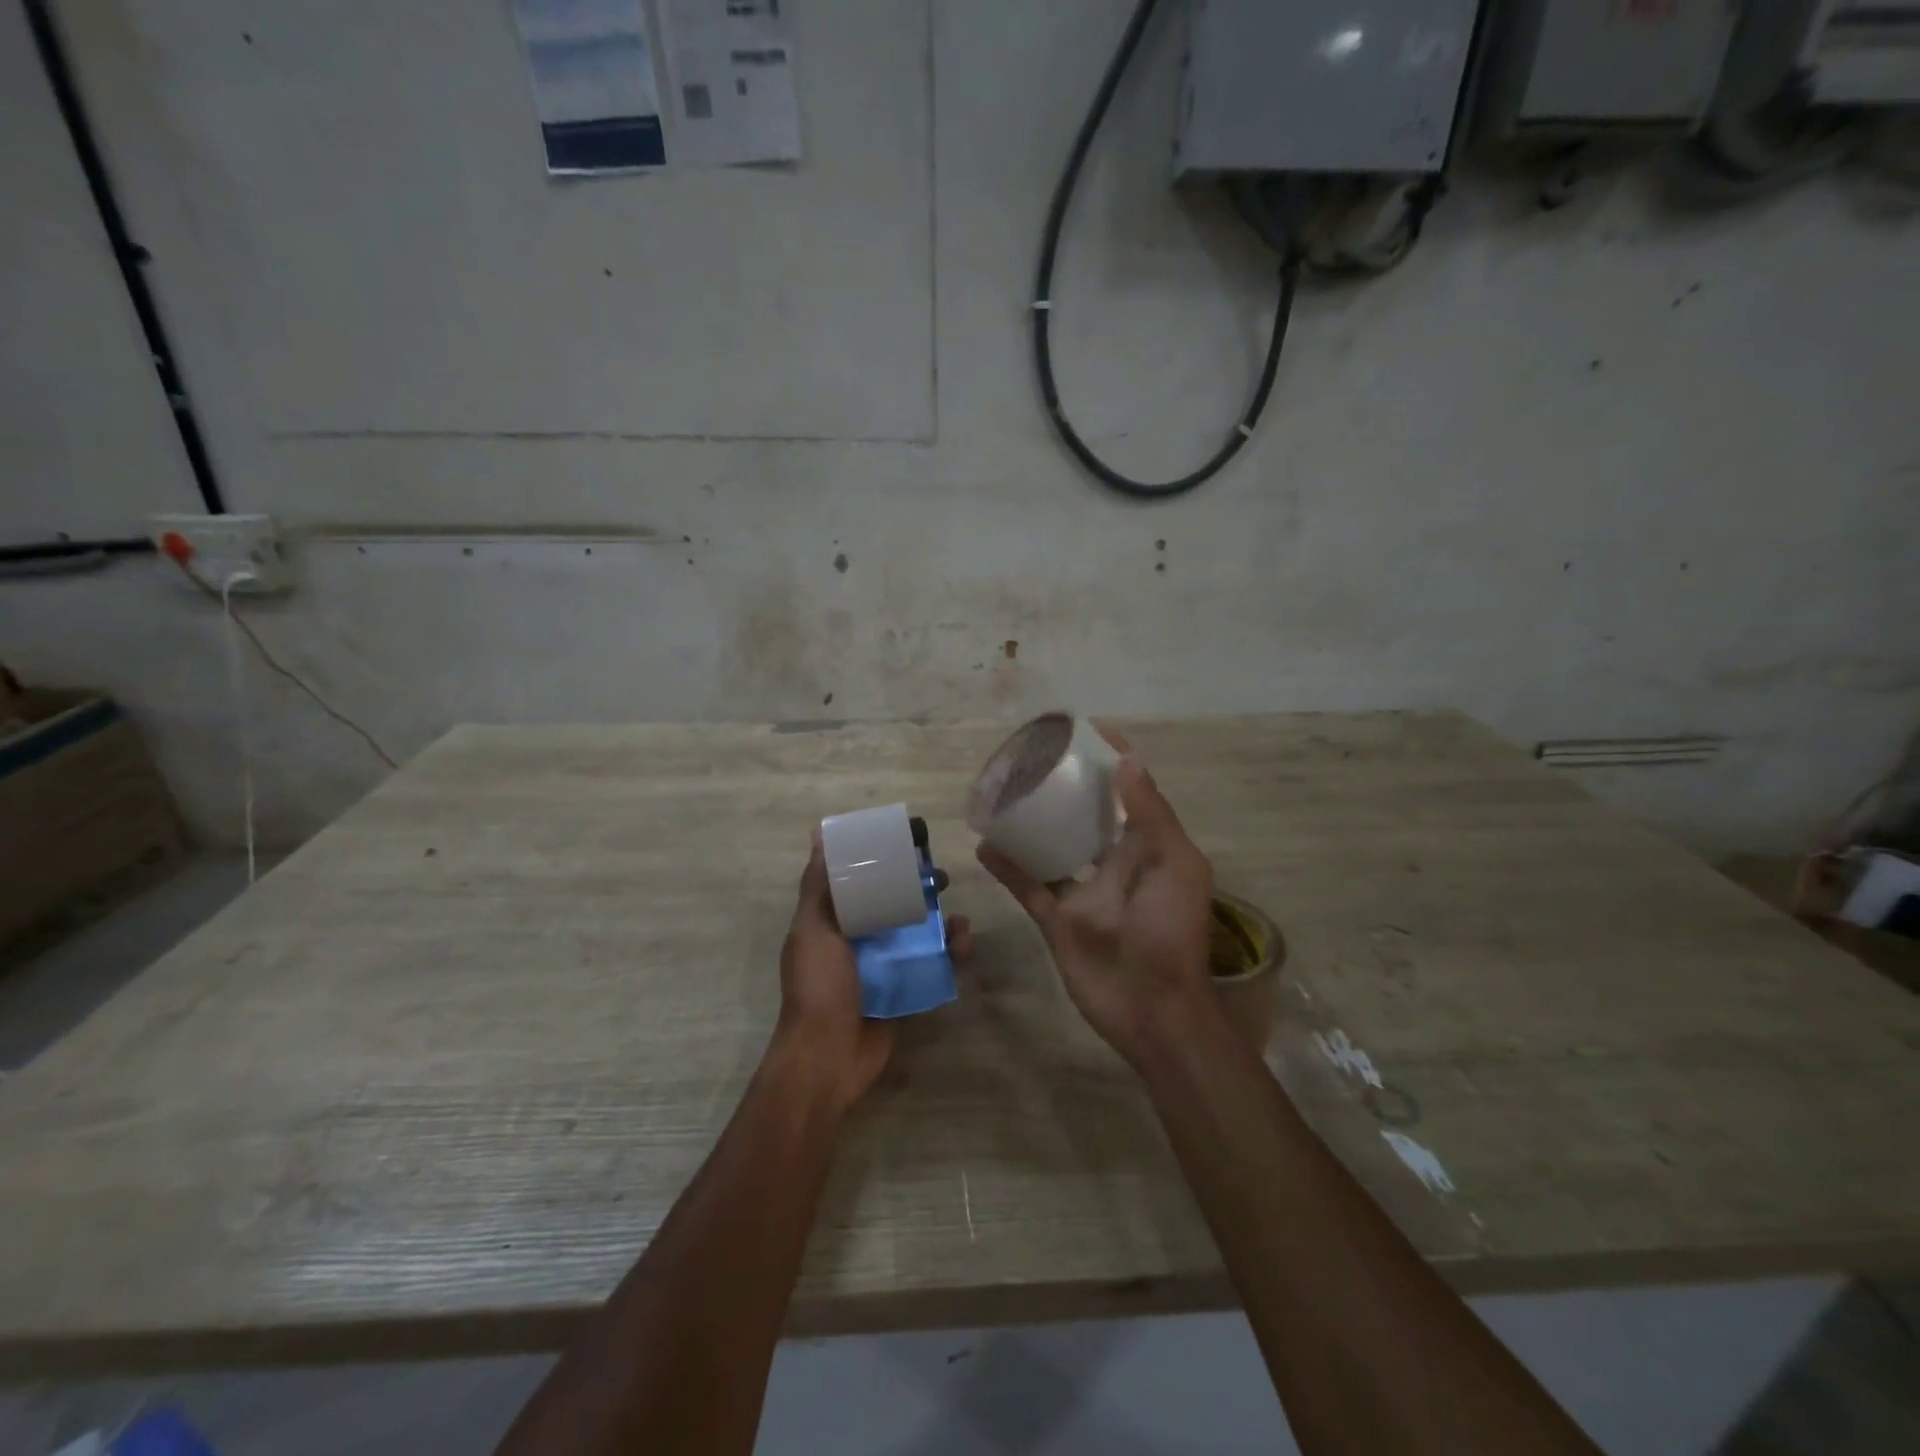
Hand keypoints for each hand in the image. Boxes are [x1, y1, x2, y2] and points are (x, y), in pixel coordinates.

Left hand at [775, 837, 971, 1110]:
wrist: (828, 1058)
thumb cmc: (818, 987)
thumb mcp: (812, 930)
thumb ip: (818, 888)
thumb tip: (818, 836)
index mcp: (834, 923)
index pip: (860, 883)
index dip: (883, 862)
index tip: (908, 845)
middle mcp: (860, 940)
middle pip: (895, 905)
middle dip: (920, 890)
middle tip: (942, 880)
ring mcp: (884, 967)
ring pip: (918, 934)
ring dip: (942, 922)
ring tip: (959, 920)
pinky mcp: (906, 991)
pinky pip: (932, 965)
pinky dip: (950, 954)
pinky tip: (964, 945)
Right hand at [978, 738, 1214, 1067]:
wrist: (1152, 1008)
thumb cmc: (1171, 930)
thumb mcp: (1176, 864)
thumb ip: (1150, 814)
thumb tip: (1127, 760)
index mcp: (1147, 846)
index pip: (1129, 792)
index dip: (1112, 761)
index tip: (1084, 732)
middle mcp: (1114, 862)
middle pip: (1086, 814)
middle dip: (1066, 786)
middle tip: (1034, 758)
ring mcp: (1083, 891)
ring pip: (1053, 846)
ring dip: (1032, 823)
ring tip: (1004, 793)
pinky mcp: (1057, 919)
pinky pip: (1028, 886)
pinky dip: (1007, 867)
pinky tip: (984, 843)